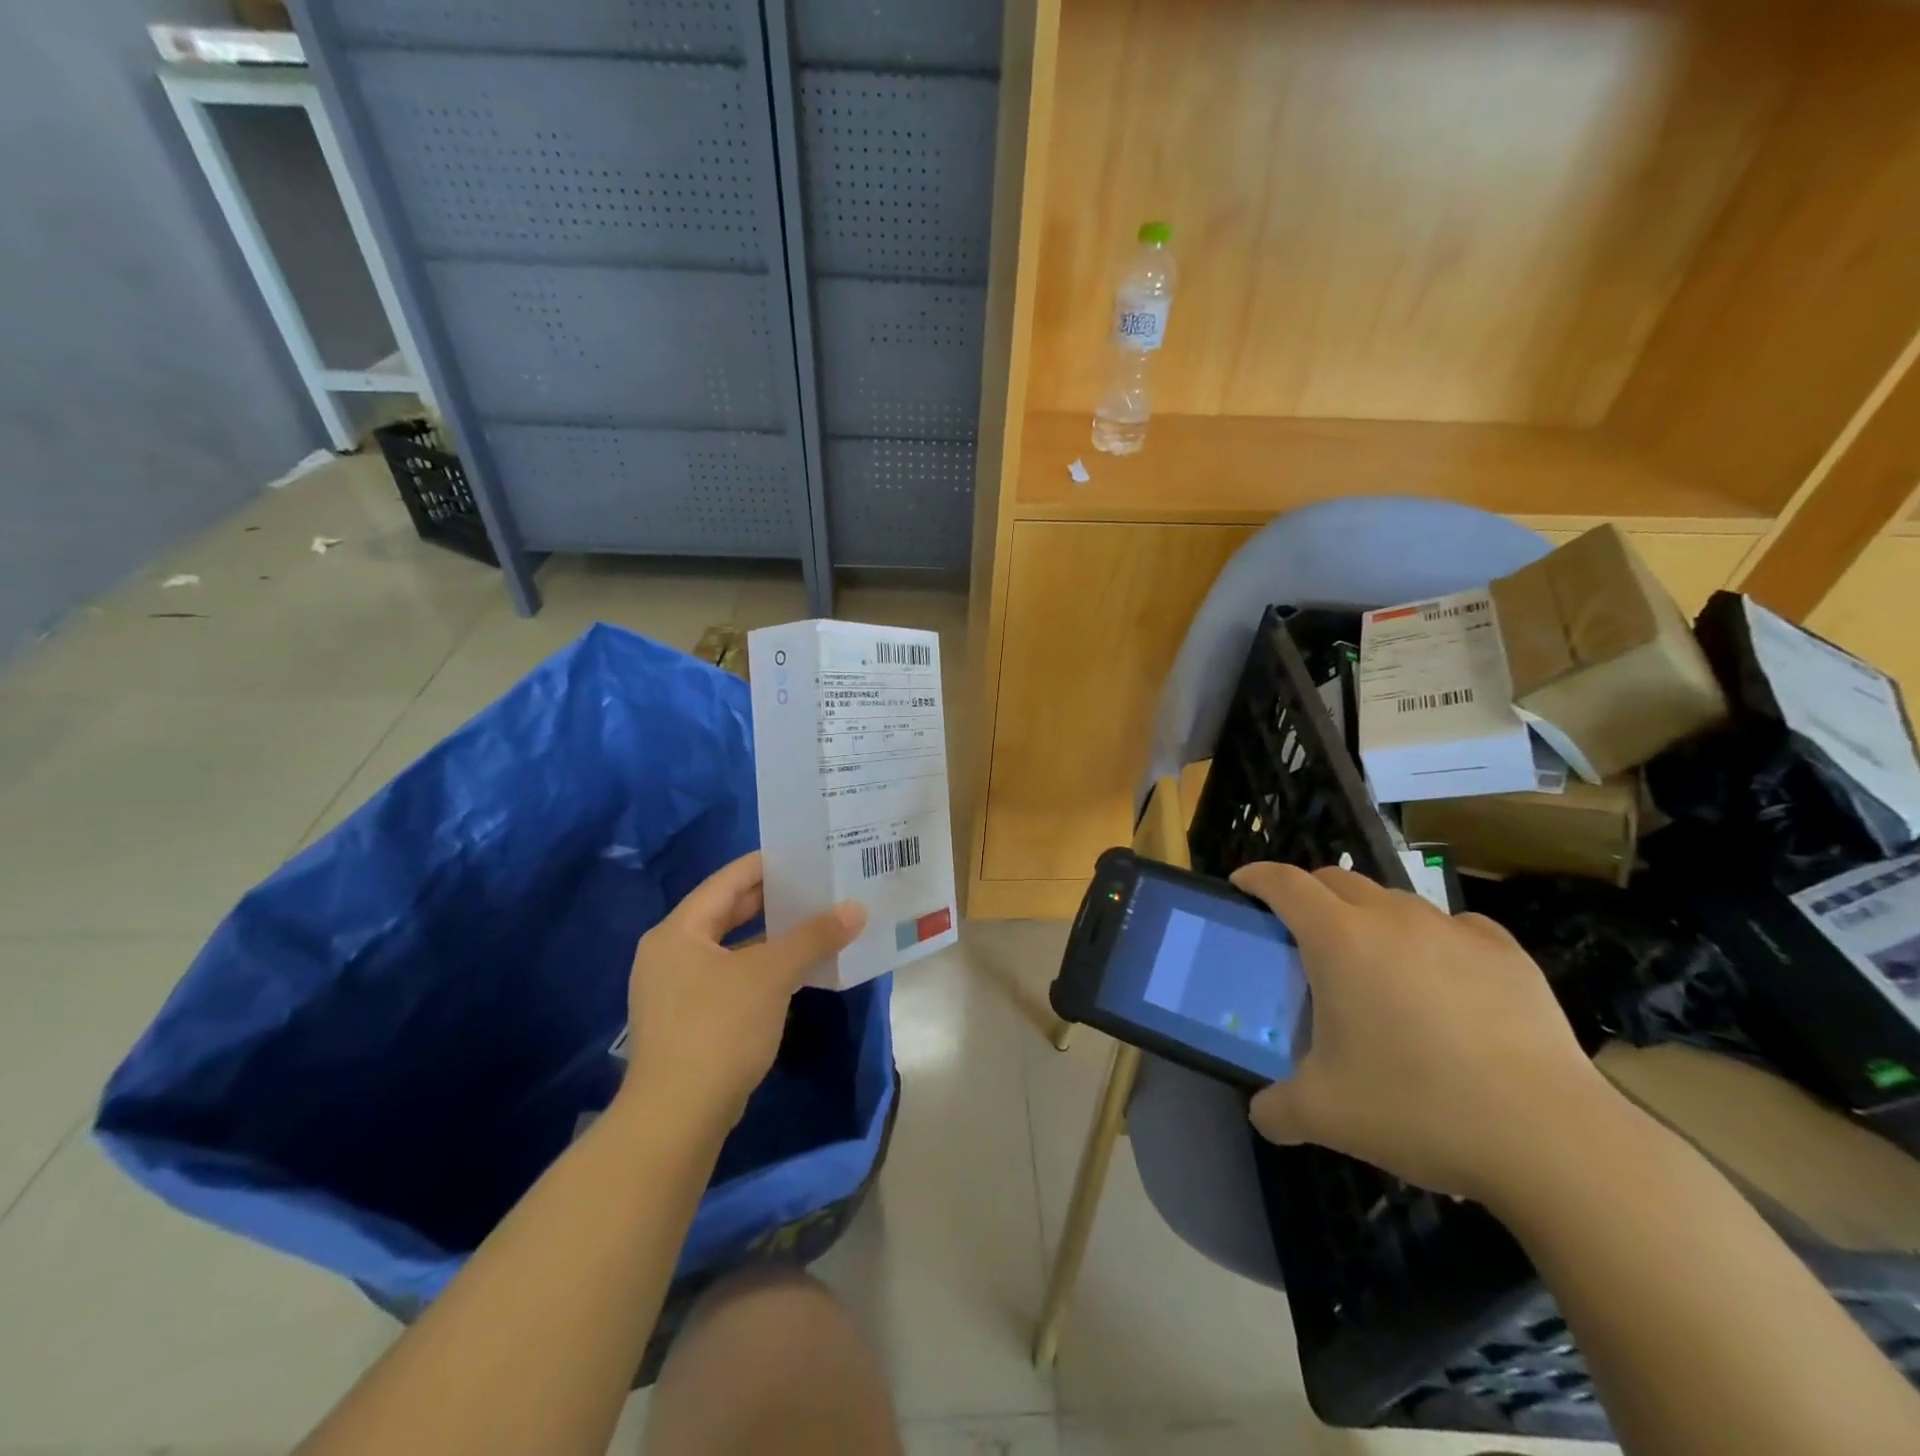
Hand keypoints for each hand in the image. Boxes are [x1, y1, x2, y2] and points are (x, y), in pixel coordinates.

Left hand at [618, 852, 865, 1130]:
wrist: (676, 1119)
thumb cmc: (719, 1028)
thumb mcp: (771, 975)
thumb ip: (813, 937)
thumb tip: (856, 908)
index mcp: (678, 930)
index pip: (728, 880)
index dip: (769, 865)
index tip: (809, 856)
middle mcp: (670, 953)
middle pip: (728, 912)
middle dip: (775, 902)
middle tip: (820, 888)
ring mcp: (676, 990)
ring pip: (732, 948)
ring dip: (773, 938)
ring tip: (817, 924)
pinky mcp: (688, 1022)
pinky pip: (731, 979)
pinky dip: (762, 970)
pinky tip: (798, 972)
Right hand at [1232, 862, 1618, 1207]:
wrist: (1551, 1140)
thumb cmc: (1417, 1108)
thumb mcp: (1325, 1116)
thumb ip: (1276, 1109)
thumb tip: (1262, 1113)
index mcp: (1339, 939)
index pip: (1283, 883)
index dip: (1256, 877)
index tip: (1242, 886)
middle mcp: (1393, 919)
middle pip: (1336, 879)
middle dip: (1309, 895)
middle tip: (1301, 935)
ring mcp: (1454, 930)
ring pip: (1394, 901)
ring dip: (1370, 918)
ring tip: (1375, 966)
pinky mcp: (1507, 954)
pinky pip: (1454, 927)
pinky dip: (1432, 940)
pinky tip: (1443, 982)